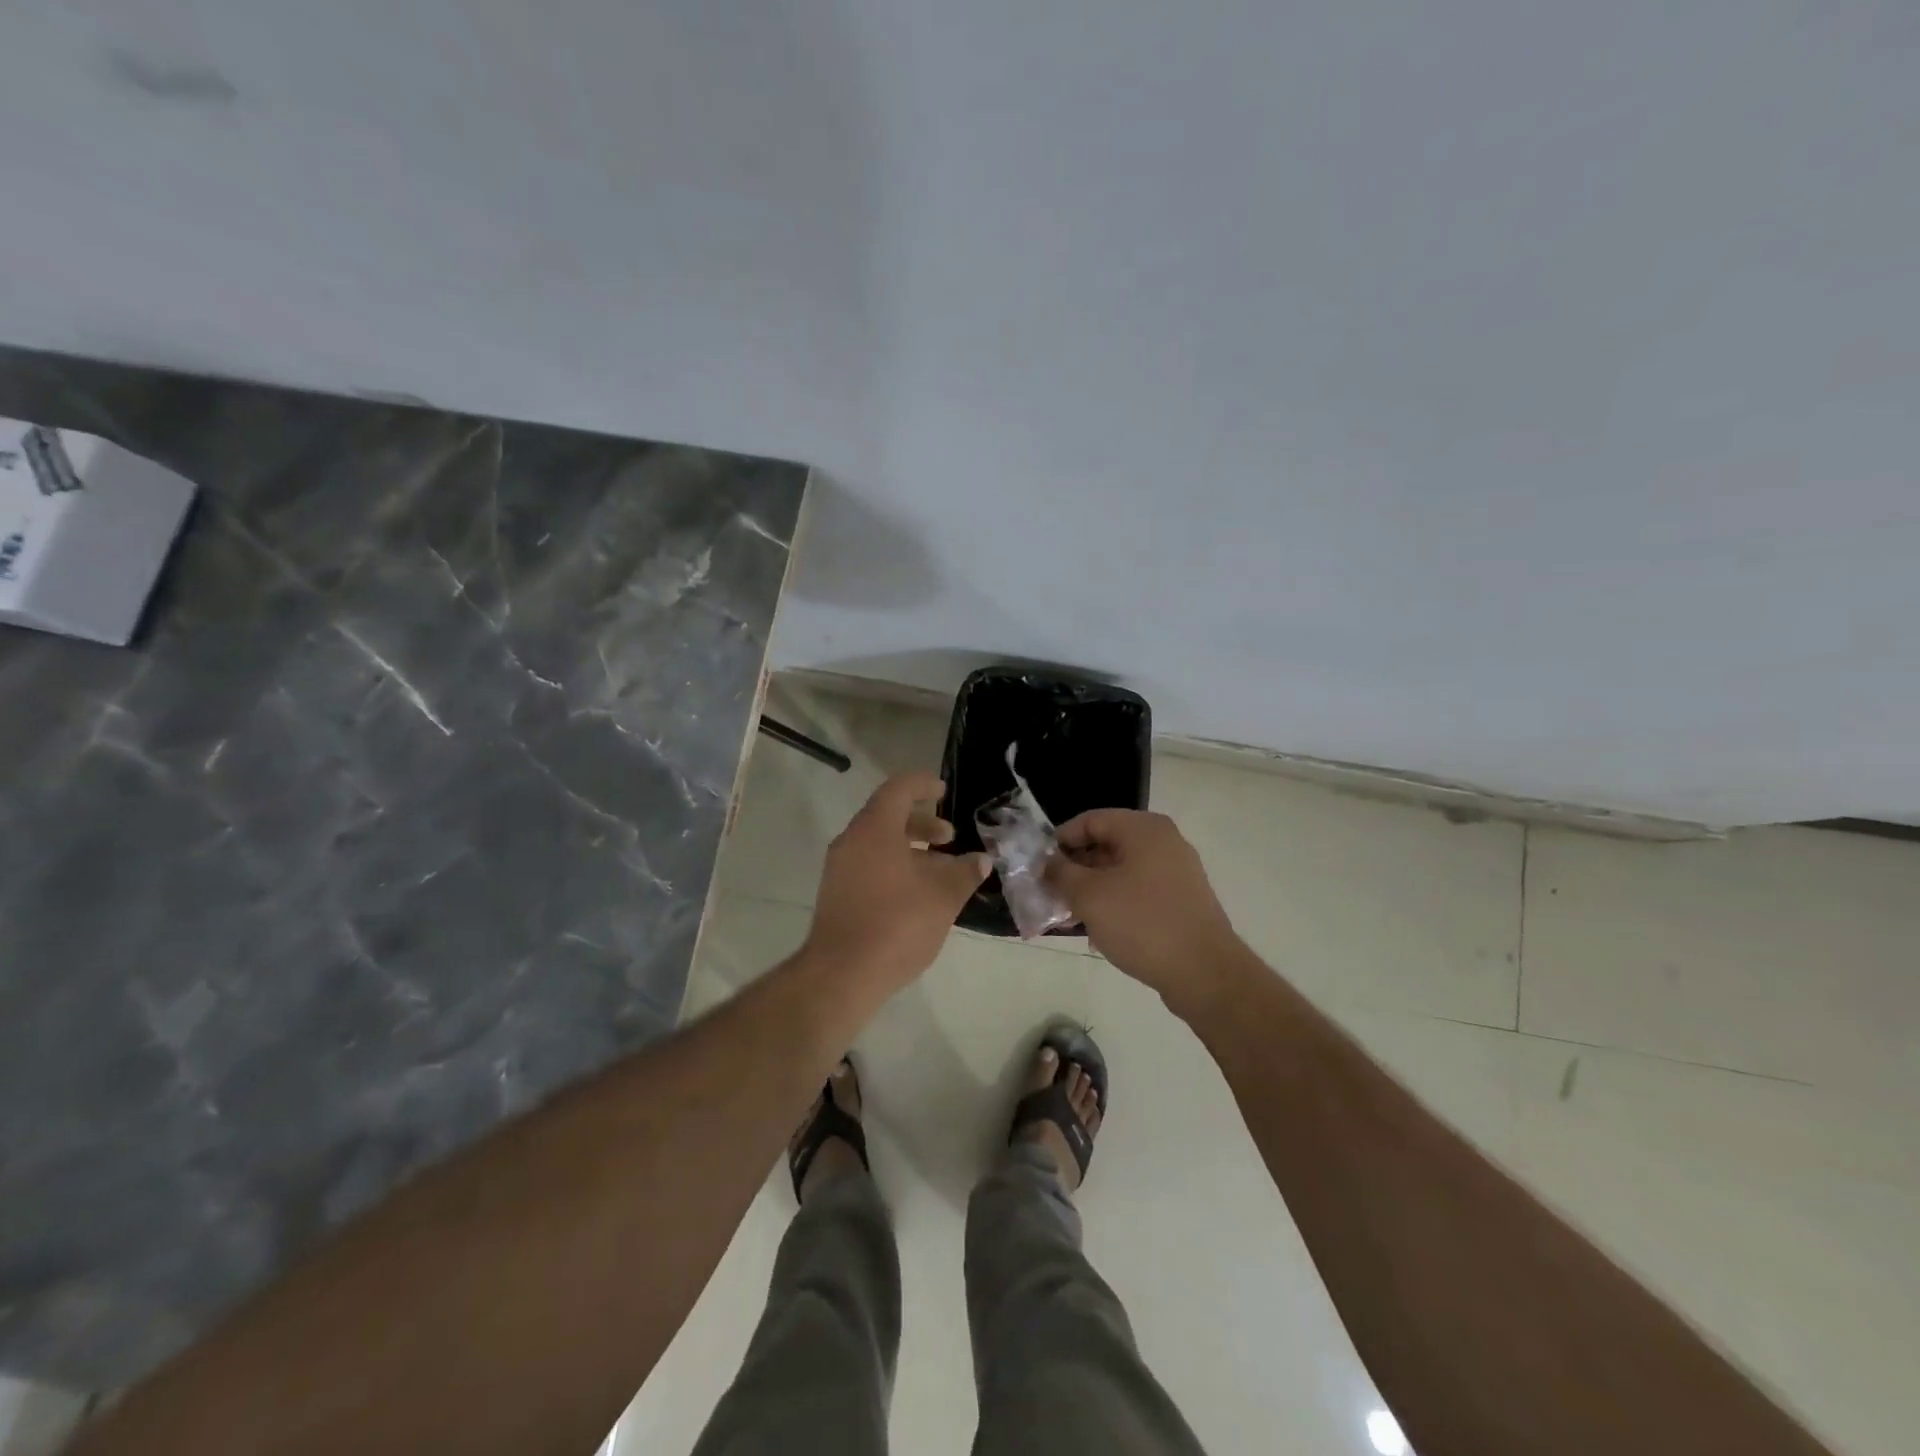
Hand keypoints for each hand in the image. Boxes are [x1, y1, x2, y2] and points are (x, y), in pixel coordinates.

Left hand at [804, 772, 990, 990]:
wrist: (841, 975)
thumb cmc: (897, 925)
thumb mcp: (942, 898)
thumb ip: (964, 873)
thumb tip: (981, 860)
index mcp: (874, 829)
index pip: (899, 788)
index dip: (923, 784)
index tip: (944, 791)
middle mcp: (852, 841)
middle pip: (887, 815)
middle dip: (922, 822)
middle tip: (948, 838)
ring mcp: (839, 868)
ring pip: (878, 843)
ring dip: (909, 848)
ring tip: (939, 870)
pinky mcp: (836, 893)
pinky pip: (868, 864)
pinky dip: (894, 866)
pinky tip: (917, 893)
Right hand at [1049, 810, 1245, 1016]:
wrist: (1205, 973)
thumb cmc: (1142, 924)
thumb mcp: (1089, 896)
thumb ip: (1061, 873)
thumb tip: (1047, 862)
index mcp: (1143, 829)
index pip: (1090, 820)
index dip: (1060, 841)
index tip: (1040, 867)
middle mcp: (1163, 841)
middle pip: (1106, 844)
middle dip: (1075, 868)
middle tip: (1051, 893)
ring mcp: (1176, 871)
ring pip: (1121, 870)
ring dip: (1092, 889)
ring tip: (1070, 916)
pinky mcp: (1182, 899)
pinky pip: (1138, 890)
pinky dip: (1115, 902)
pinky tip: (1099, 930)